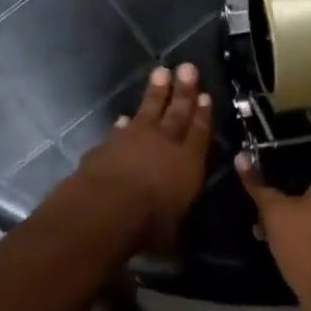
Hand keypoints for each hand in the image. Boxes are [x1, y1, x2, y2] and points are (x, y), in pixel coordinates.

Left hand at [72, 65, 211, 254]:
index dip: (203, 115)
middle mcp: (164, 144)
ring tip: (162, 73)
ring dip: (156, 92)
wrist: (105, 208)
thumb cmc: (148, 225)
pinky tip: (124, 118)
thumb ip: (174, 228)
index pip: (199, 133)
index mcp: (188, 164)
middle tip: (187, 67)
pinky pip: (120, 129)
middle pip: (177, 112)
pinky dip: (124, 123)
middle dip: (184, 90)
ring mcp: (134, 139)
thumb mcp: (170, 236)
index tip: (205, 95)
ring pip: (149, 110)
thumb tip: (176, 243)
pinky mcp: (109, 144)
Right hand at [236, 158, 310, 310]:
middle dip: (290, 207)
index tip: (265, 202)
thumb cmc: (308, 250)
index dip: (281, 184)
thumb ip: (258, 186)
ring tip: (275, 241)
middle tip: (266, 224)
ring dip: (302, 223)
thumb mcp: (275, 216)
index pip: (306, 168)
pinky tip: (298, 252)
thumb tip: (240, 156)